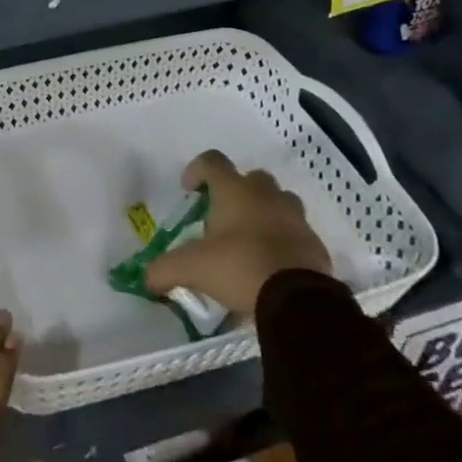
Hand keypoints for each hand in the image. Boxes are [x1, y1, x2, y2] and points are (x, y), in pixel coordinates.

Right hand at [146, 149, 332, 316]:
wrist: (298, 300)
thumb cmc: (239, 267)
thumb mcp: (192, 269)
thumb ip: (165, 270)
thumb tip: (146, 279)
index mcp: (234, 190)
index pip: (211, 161)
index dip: (196, 171)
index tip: (189, 191)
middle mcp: (266, 194)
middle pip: (251, 178)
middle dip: (237, 192)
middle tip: (224, 218)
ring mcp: (295, 217)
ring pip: (279, 201)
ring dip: (265, 212)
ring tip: (252, 240)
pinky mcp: (315, 243)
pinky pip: (297, 233)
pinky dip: (285, 242)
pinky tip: (274, 265)